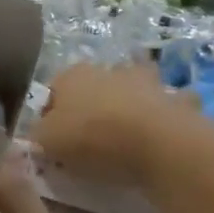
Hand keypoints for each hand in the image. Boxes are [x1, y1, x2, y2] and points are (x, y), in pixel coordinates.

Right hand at [32, 63, 197, 187]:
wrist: (158, 143)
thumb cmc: (93, 138)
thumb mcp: (47, 141)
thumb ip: (37, 134)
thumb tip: (38, 133)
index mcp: (72, 75)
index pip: (53, 91)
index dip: (50, 115)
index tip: (54, 141)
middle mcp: (109, 69)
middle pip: (95, 86)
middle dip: (93, 105)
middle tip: (91, 138)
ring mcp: (146, 81)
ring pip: (134, 88)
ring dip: (132, 102)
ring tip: (129, 133)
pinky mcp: (176, 98)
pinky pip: (169, 105)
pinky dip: (166, 114)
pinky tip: (163, 134)